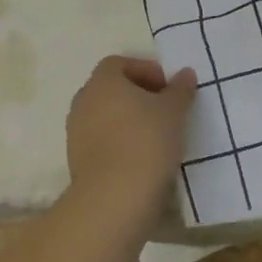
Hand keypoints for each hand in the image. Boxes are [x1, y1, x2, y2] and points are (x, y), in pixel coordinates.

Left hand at [66, 55, 196, 220]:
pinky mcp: (77, 161)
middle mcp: (83, 101)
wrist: (115, 198)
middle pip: (111, 89)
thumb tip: (185, 74)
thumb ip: (180, 89)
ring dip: (128, 121)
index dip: (145, 70)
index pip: (120, 63)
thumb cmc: (147, 141)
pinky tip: (142, 158)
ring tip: (157, 136)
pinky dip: (119, 143)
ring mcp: (76, 133)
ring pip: (105, 116)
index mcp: (103, 82)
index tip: (167, 88)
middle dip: (138, 95)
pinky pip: (101, 141)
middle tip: (165, 110)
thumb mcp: (174, 111)